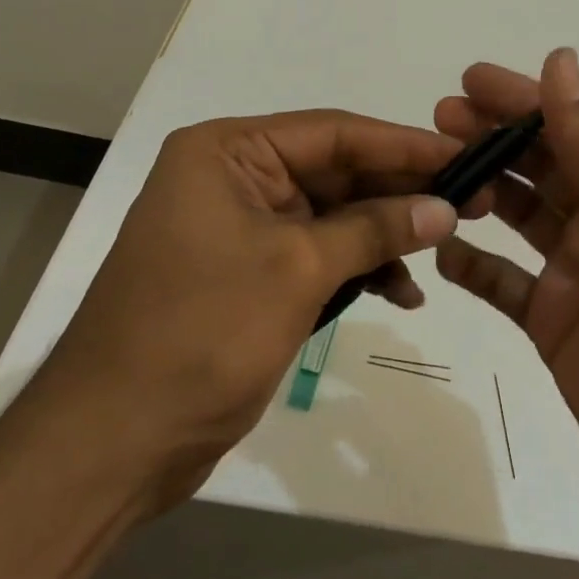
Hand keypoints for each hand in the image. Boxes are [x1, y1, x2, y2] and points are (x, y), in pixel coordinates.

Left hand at [0, 109, 470, 578]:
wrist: (108, 446)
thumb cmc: (199, 335)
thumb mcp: (297, 270)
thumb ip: (375, 229)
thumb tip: (445, 207)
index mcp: (228, 152)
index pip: (334, 132)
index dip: (404, 144)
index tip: (464, 154)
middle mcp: (232, 176)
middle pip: (335, 171)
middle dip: (399, 192)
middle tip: (470, 201)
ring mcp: (239, 227)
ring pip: (331, 215)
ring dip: (383, 235)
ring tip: (441, 250)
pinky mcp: (248, 273)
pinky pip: (316, 254)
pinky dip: (356, 269)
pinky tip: (401, 291)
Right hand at [434, 49, 578, 554]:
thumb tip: (560, 61)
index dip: (528, 101)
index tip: (472, 78)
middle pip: (546, 167)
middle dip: (495, 137)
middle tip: (439, 116)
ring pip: (521, 216)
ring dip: (481, 189)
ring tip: (433, 170)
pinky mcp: (557, 326)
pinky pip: (505, 283)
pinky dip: (473, 264)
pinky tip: (440, 247)